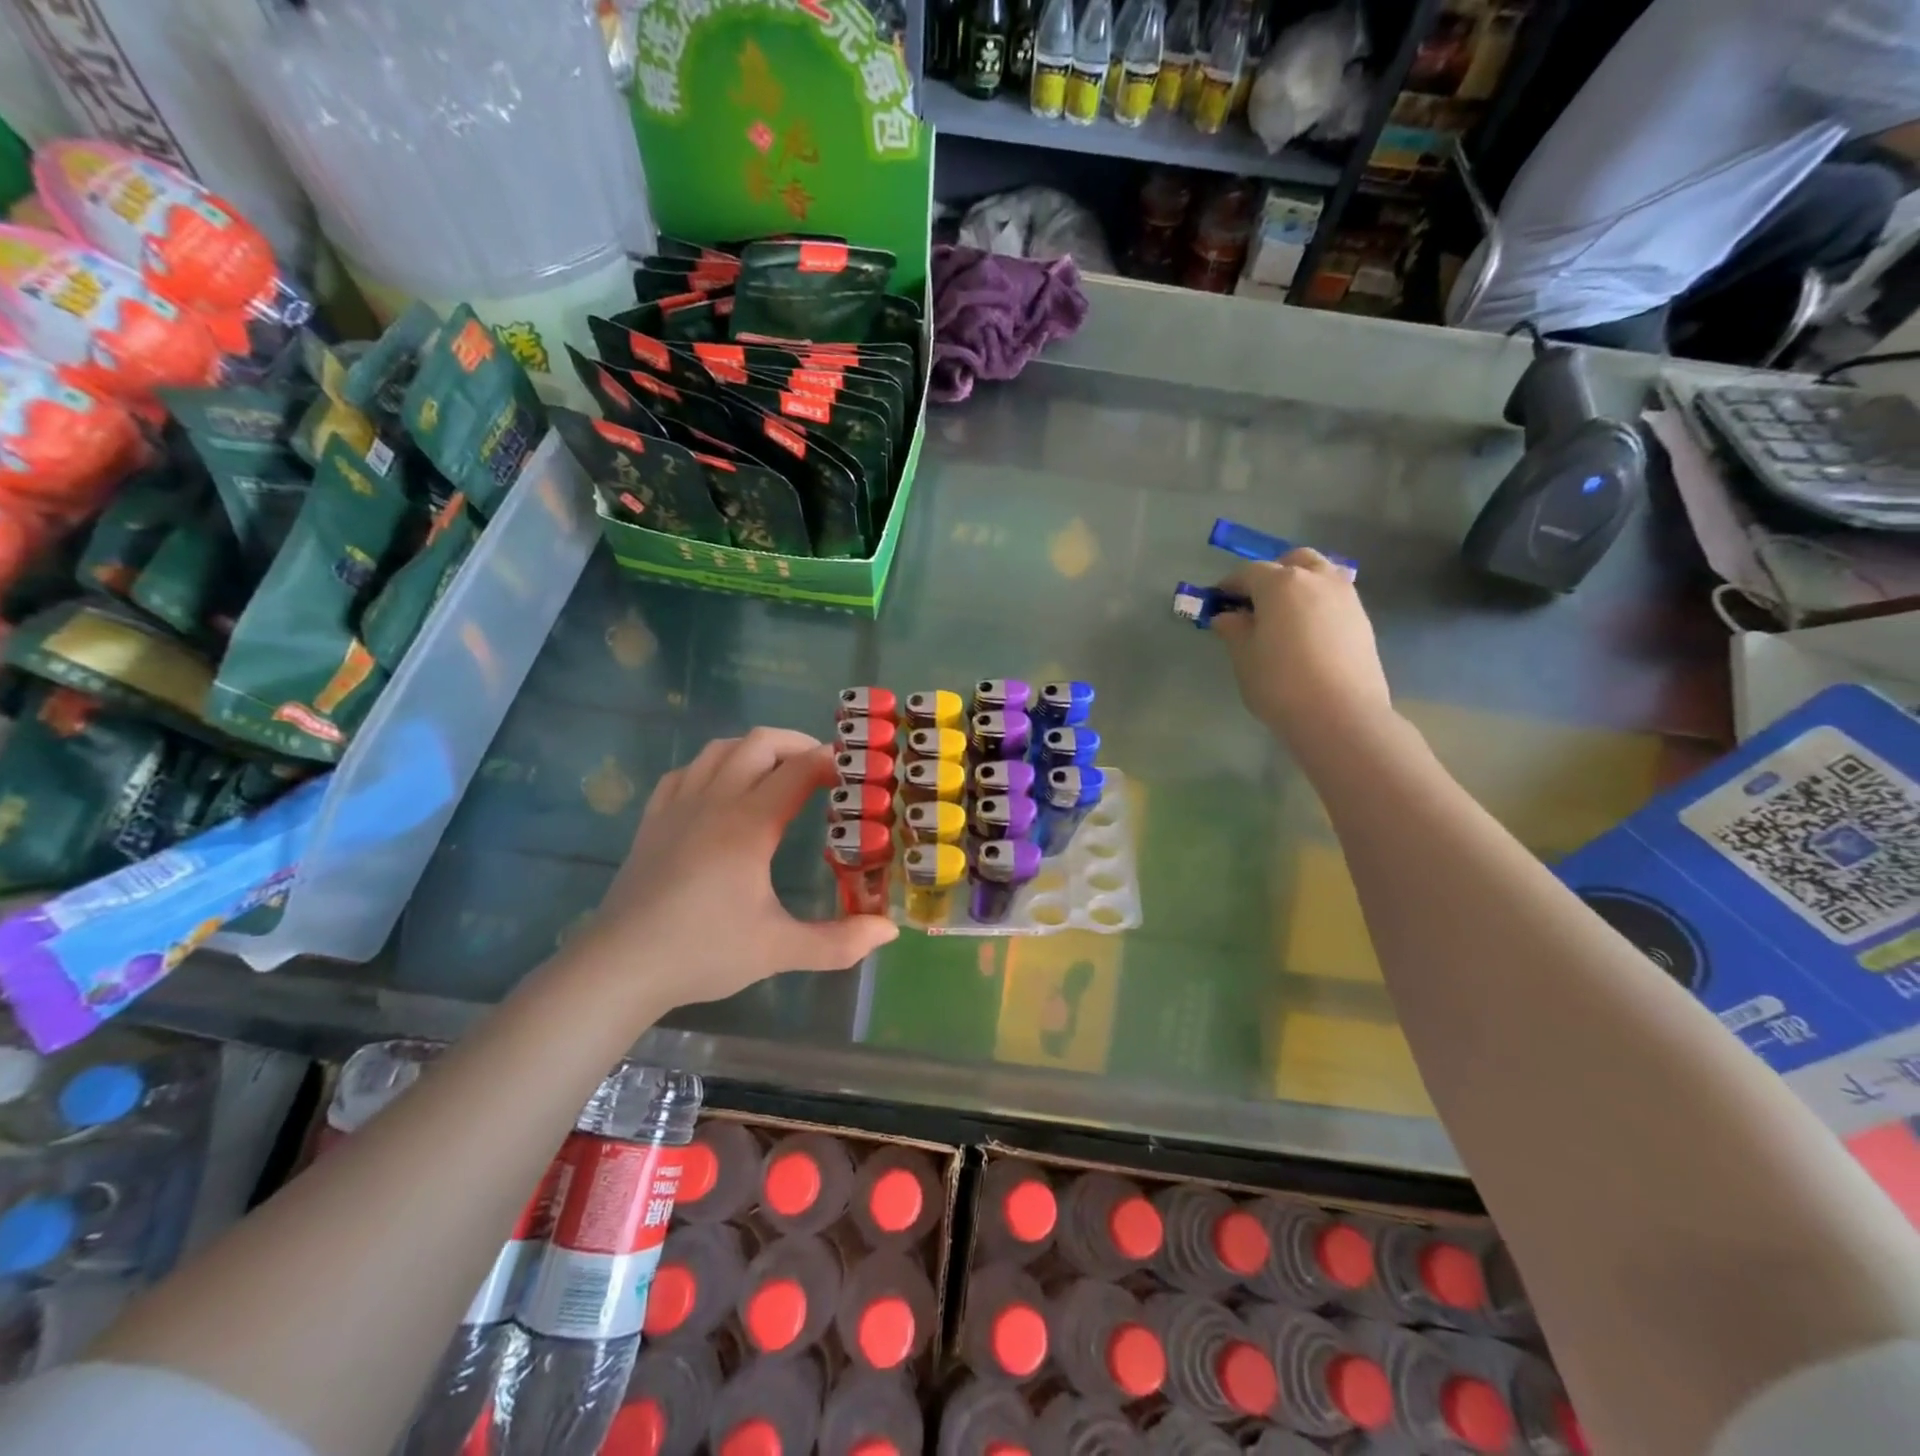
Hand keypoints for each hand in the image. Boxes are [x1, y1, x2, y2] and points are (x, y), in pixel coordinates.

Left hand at [574, 728, 897, 1012]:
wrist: (621, 967)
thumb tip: (889, 931)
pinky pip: (685, 772)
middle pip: (759, 743)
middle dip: (798, 744)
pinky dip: (713, 766)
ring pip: (720, 749)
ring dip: (756, 750)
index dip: (832, 762)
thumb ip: (838, 941)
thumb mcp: (779, 950)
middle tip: (823, 769)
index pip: (799, 769)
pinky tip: (721, 789)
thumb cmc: (703, 952)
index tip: (856, 772)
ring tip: (778, 772)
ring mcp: (678, 807)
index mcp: (749, 824)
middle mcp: (714, 802)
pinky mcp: (653, 821)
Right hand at [1212, 548, 1393, 751]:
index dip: (1229, 586)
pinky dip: (1317, 603)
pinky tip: (1306, 632)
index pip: (1248, 572)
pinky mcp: (1361, 618)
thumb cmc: (1280, 683)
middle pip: (1291, 562)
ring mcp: (1345, 596)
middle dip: (1270, 574)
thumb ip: (1234, 630)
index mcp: (1281, 583)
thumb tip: (1227, 616)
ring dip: (1298, 585)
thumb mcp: (1244, 657)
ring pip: (1319, 574)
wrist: (1341, 714)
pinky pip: (1334, 597)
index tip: (1217, 602)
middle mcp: (1316, 579)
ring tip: (1283, 616)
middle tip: (1255, 603)